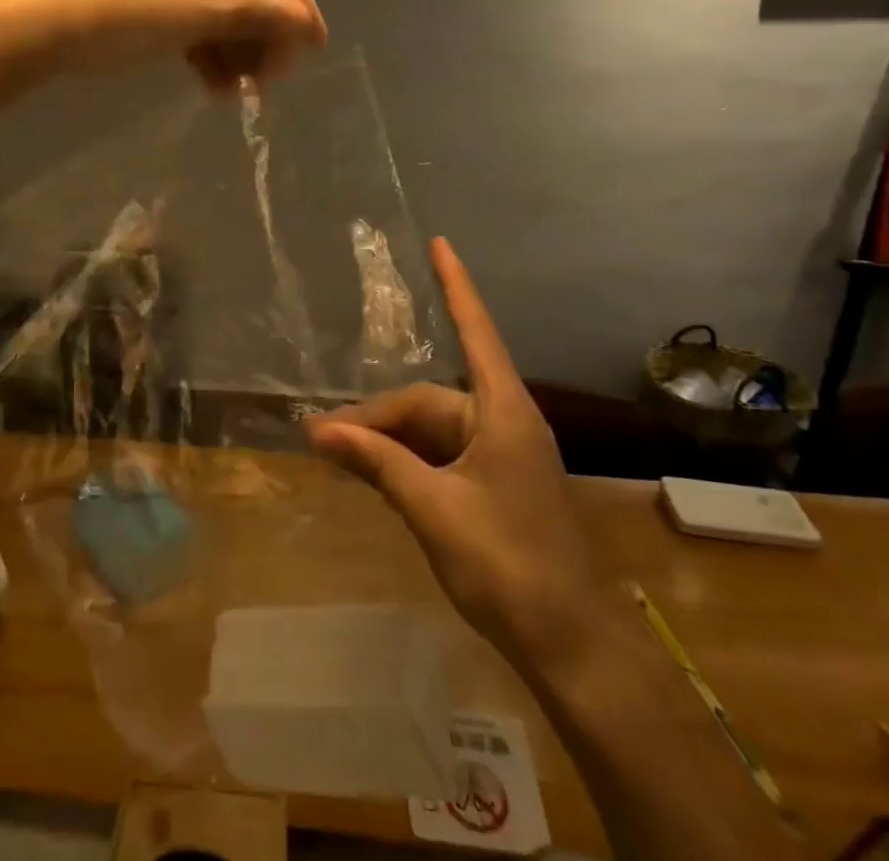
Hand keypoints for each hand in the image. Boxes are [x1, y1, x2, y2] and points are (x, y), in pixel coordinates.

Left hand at [0, 0, 326, 91]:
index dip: (293, 1)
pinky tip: (211, 84)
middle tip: (273, 78)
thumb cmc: (111, 15)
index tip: (316, 44)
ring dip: (231, 45)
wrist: (23, 32)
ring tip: (242, 91)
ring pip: (211, 2)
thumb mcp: (187, 17)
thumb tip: (305, 20)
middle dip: (259, 31)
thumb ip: (249, 15)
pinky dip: (201, 46)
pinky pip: (184, 14)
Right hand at [307, 238, 604, 674]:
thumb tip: (318, 431)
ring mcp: (500, 454)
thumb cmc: (508, 566)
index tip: (441, 244)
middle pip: (429, 400)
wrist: (570, 645)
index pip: (475, 332)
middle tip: (322, 437)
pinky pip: (438, 456)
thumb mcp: (432, 509)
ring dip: (386, 440)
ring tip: (338, 455)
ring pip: (429, 430)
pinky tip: (372, 474)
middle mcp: (502, 422)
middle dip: (376, 415)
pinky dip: (404, 461)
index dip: (456, 286)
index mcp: (502, 413)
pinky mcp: (494, 483)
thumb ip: (377, 463)